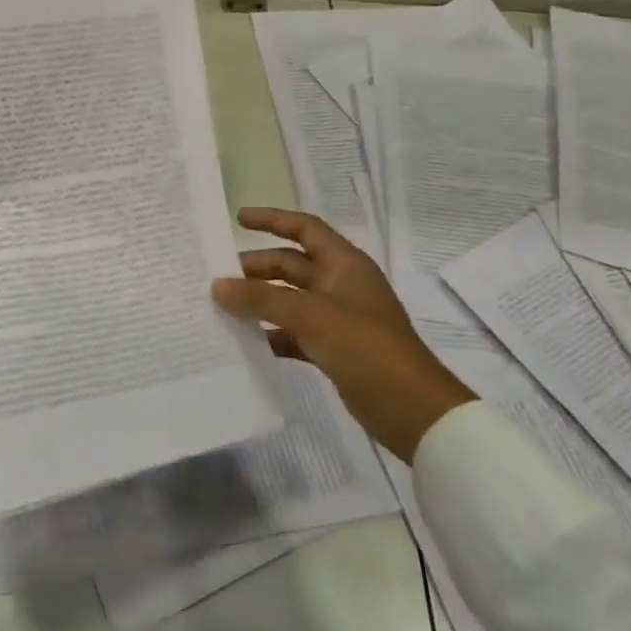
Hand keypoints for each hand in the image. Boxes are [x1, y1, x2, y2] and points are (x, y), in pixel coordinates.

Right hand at [211, 207, 476, 462]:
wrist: (412, 410)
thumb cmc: (365, 347)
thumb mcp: (310, 315)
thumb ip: (262, 298)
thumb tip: (218, 285)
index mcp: (344, 264)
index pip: (305, 228)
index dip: (272, 220)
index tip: (238, 220)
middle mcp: (340, 285)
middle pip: (292, 265)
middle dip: (257, 268)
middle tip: (218, 277)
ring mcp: (337, 318)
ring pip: (289, 300)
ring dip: (260, 301)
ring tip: (222, 307)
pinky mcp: (333, 349)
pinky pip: (293, 332)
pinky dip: (271, 333)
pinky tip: (246, 341)